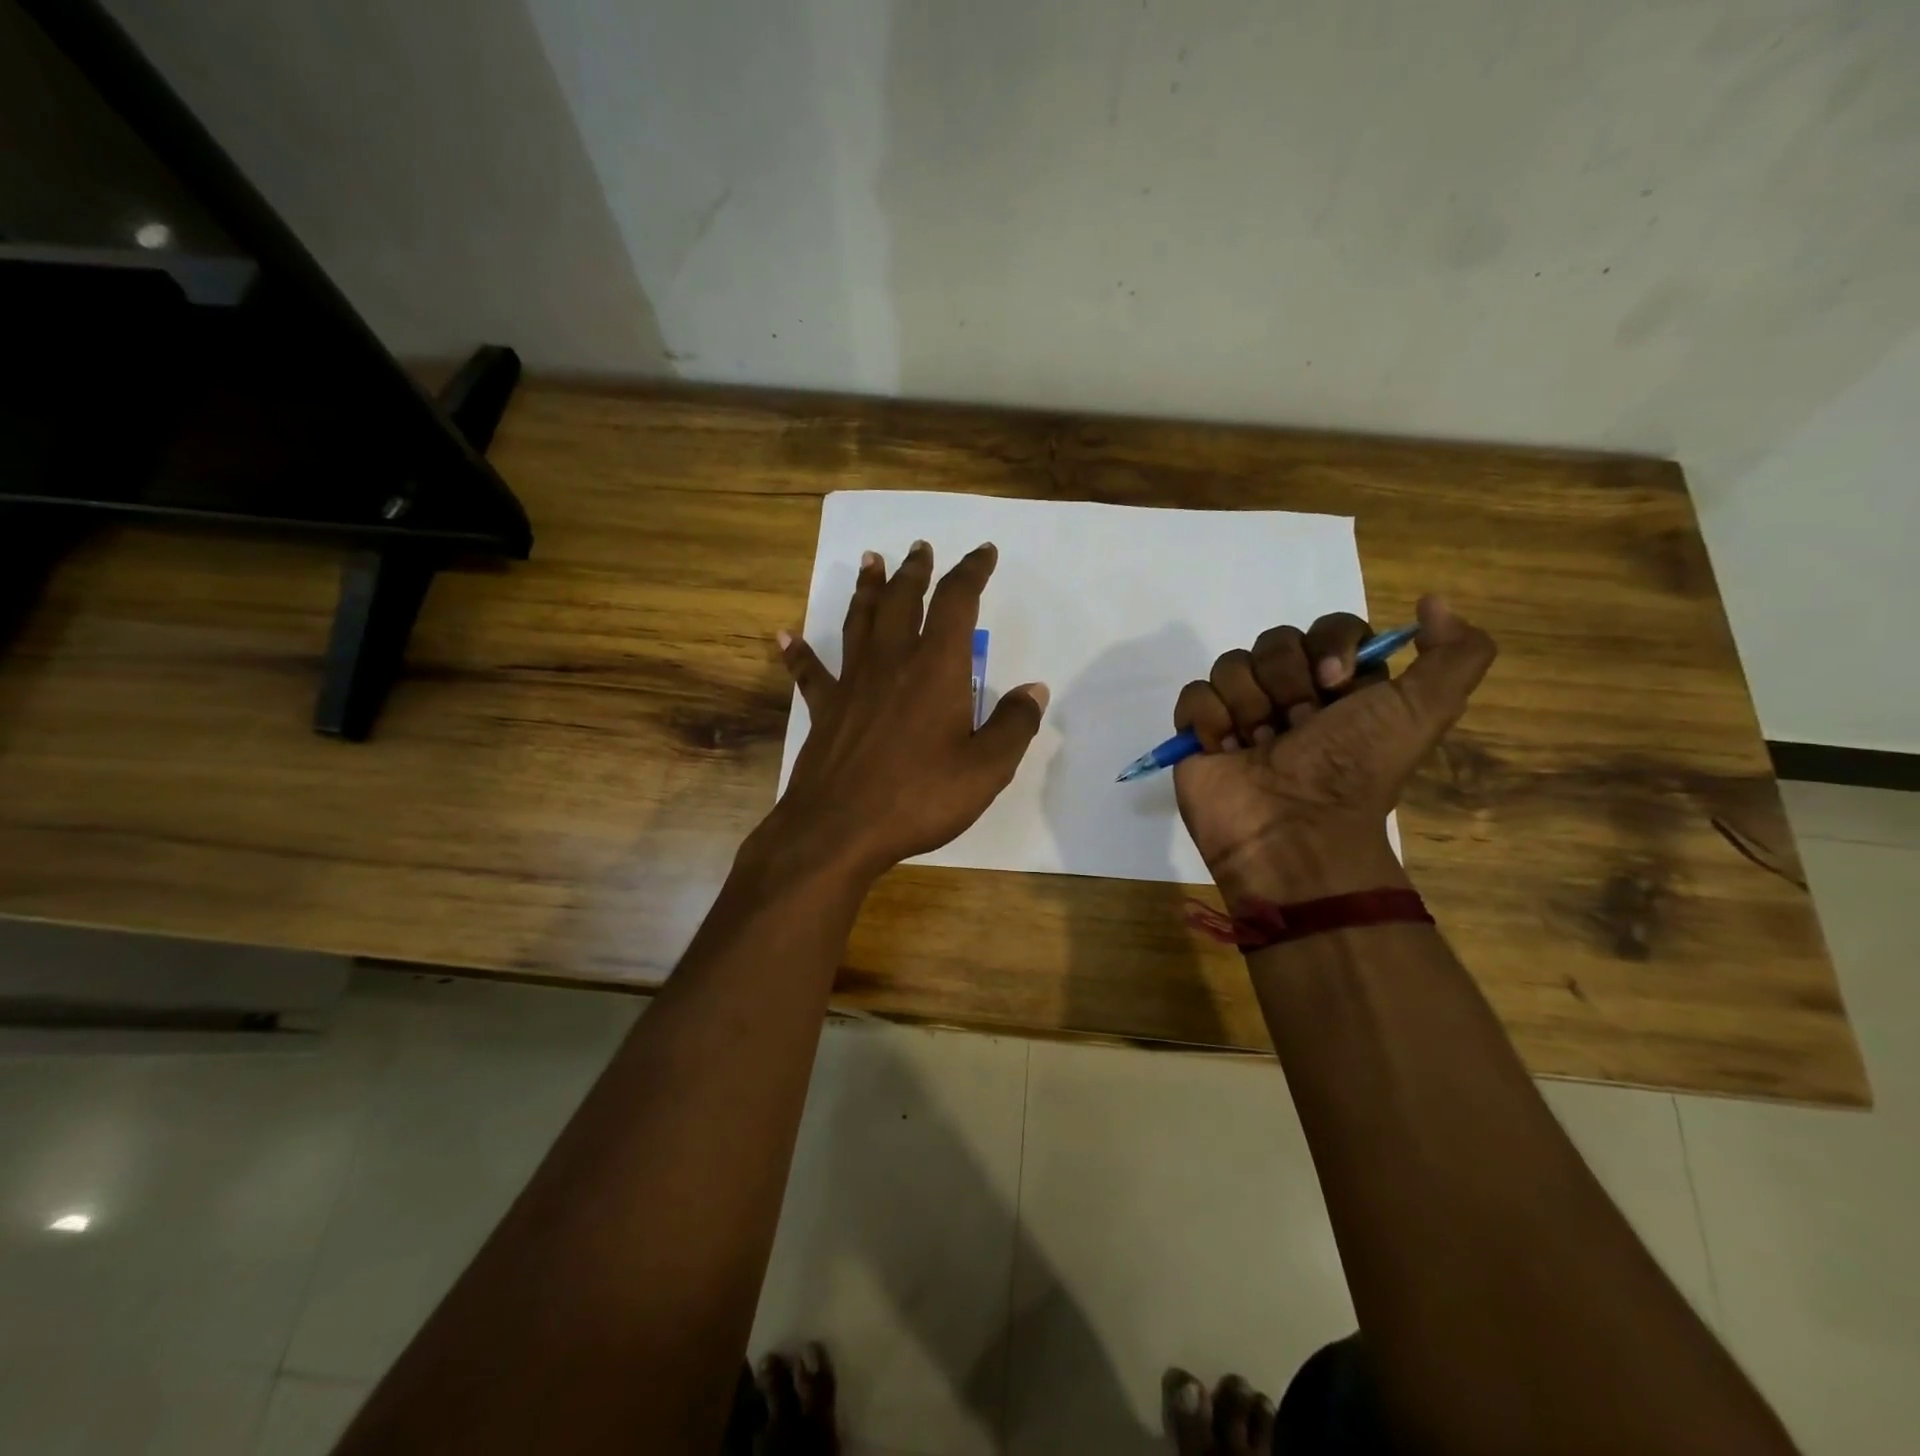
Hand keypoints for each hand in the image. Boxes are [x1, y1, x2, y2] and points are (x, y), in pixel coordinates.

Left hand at [761, 540, 1048, 880]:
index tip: (983, 552)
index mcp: (937, 668)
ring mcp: (852, 684)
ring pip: (859, 621)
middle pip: (903, 600)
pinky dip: (799, 652)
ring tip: (871, 561)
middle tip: (919, 548)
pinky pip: (810, 672)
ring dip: (867, 589)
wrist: (839, 829)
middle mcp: (892, 662)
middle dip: (915, 570)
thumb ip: (1013, 725)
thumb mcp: (986, 768)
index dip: (972, 571)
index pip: (957, 602)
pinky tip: (785, 636)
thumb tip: (1034, 690)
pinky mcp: (824, 710)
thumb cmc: (919, 797)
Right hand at [1172, 596, 1494, 900]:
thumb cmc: (1355, 770)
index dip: (1330, 645)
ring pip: (1231, 664)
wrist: (1295, 833)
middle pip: (1274, 641)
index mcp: (1343, 686)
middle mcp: (1292, 694)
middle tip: (1298, 728)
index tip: (1335, 683)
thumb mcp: (1425, 711)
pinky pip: (1194, 694)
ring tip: (1260, 747)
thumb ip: (1455, 654)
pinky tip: (1228, 752)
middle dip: (1286, 683)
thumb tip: (1432, 601)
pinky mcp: (1200, 733)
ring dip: (1249, 706)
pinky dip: (1210, 721)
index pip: (1329, 627)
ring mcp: (1241, 712)